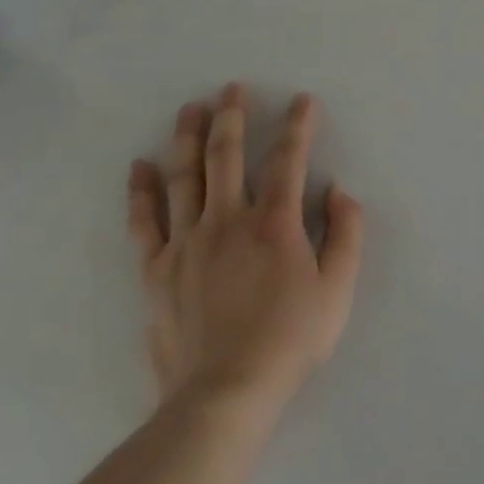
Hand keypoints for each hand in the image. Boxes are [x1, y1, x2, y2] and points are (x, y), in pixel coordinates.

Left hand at [126, 85, 363, 421]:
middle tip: (232, 88)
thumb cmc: (290, 339)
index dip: (298, 126)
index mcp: (275, 223)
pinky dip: (141, 192)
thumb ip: (345, 233)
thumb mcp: (338, 288)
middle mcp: (228, 221)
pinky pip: (145, 222)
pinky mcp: (156, 270)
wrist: (223, 395)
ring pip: (184, 178)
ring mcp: (187, 244)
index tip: (303, 101)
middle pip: (226, 156)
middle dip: (232, 117)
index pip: (288, 160)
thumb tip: (338, 191)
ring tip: (190, 109)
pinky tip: (139, 167)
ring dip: (187, 139)